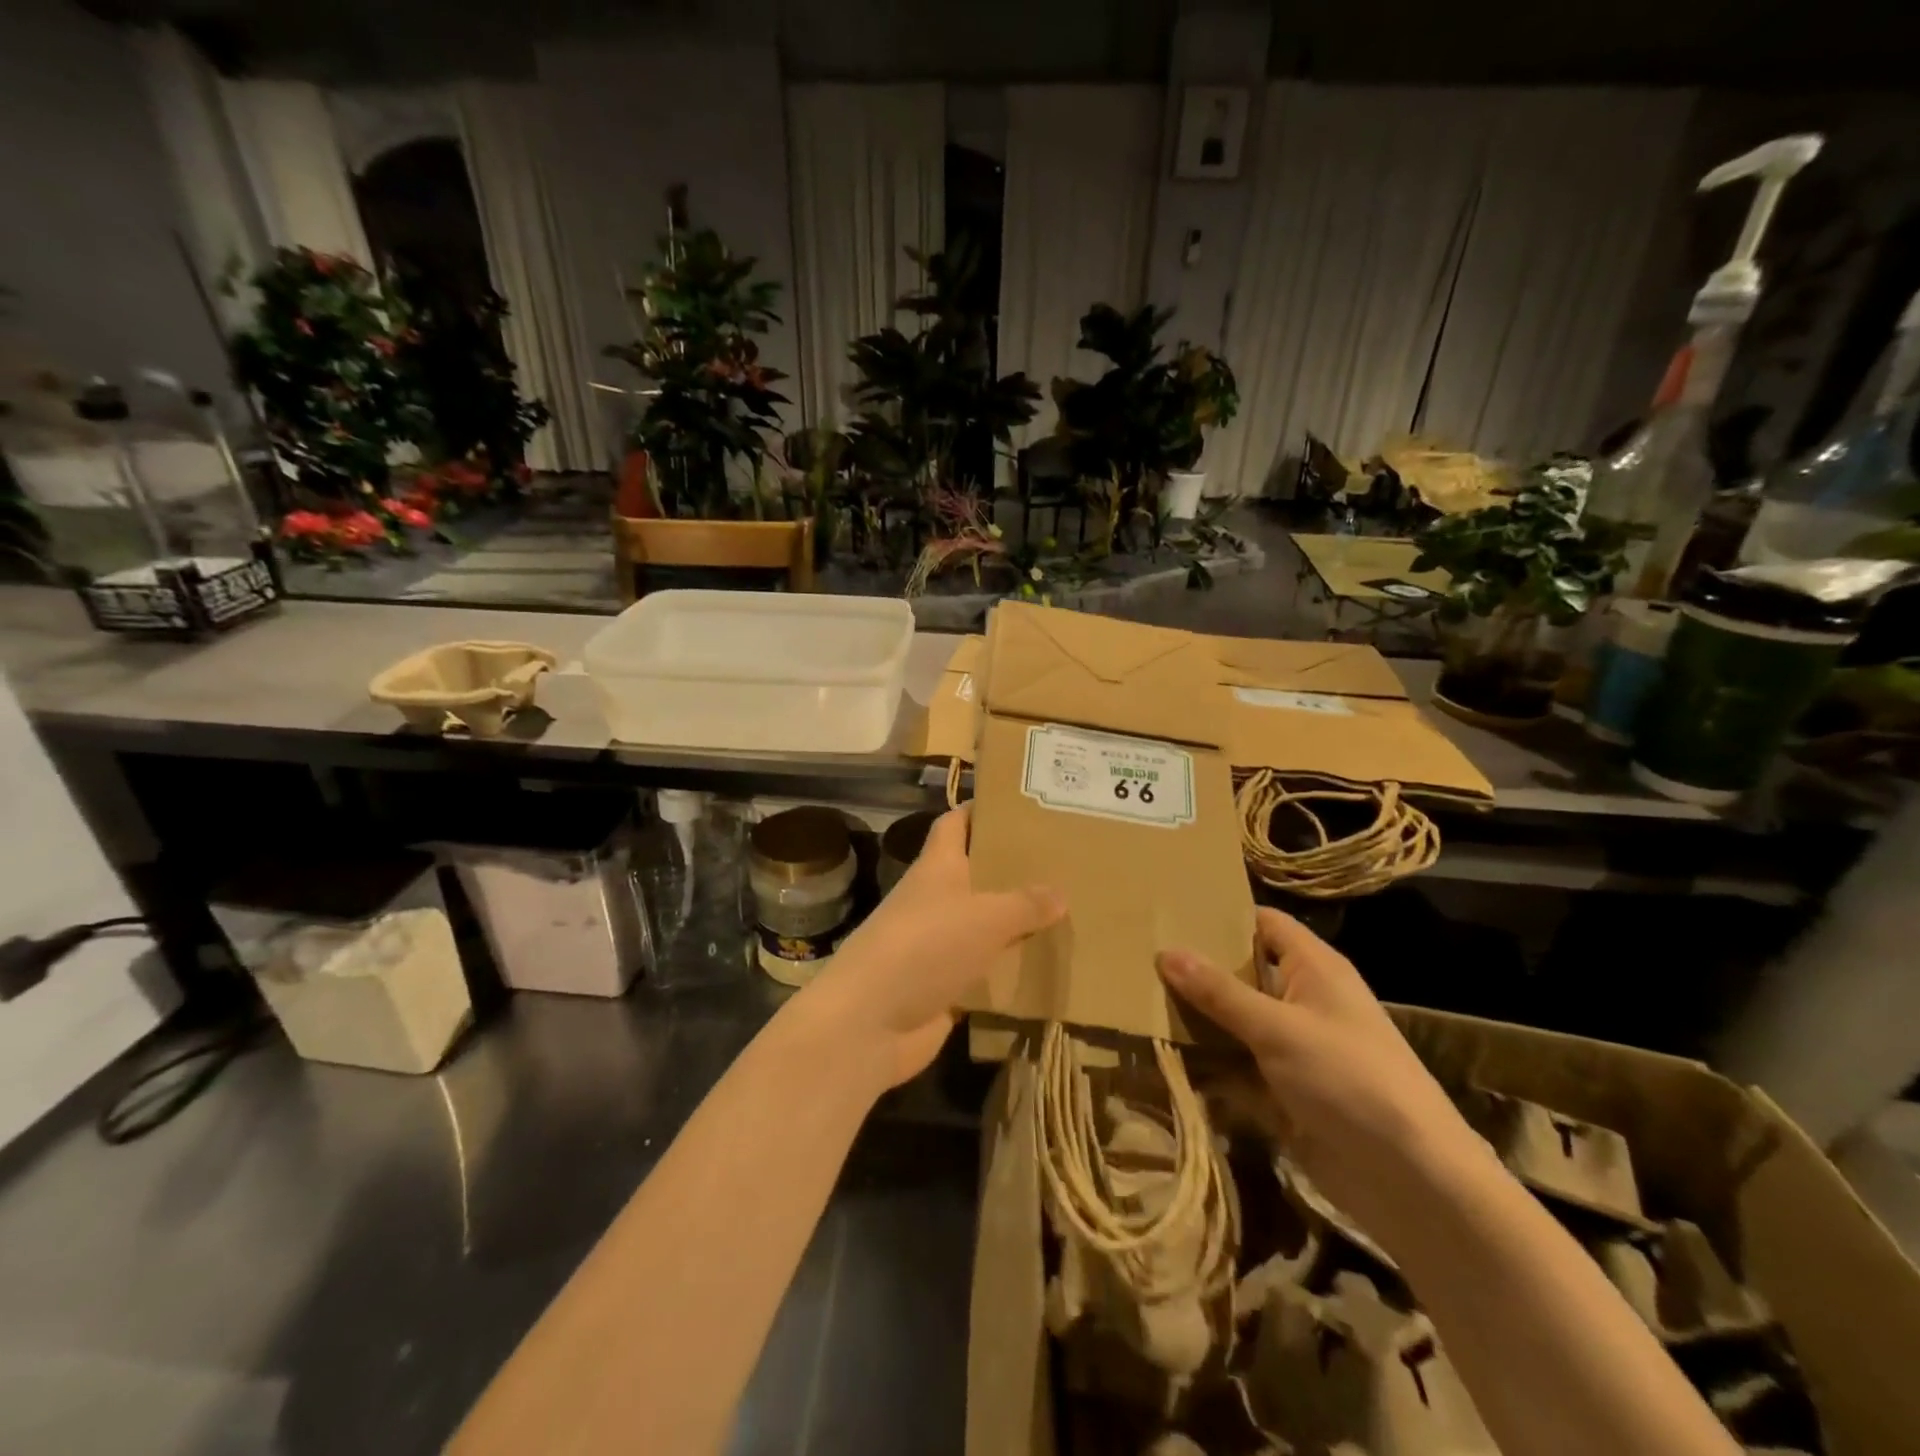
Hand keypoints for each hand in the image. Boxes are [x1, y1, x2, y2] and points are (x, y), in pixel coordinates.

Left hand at [802, 807, 1064, 1088]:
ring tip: (1068, 911)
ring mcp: (938, 945)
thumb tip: (1060, 893)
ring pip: (985, 924)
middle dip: (1013, 868)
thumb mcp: (984, 916)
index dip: (981, 810)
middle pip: (976, 874)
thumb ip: (1025, 903)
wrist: (871, 1023)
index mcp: (937, 868)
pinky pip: (986, 969)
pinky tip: (1049, 965)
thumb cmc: (925, 947)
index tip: (1021, 804)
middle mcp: (936, 900)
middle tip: (1063, 861)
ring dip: (1017, 921)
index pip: (955, 823)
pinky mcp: (945, 985)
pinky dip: (1012, 968)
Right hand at [1157, 907, 1483, 1242]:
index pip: (1262, 923)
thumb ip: (1219, 992)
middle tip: (1137, 955)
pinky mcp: (1283, 1090)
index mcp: (1313, 968)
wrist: (1410, 1181)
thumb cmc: (1349, 1080)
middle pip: (1241, 973)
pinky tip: (1159, 1055)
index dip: (1220, 914)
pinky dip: (1206, 1063)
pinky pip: (1235, 1065)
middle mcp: (1302, 1000)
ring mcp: (1292, 1048)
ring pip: (1233, 1021)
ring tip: (1135, 1000)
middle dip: (1196, 969)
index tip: (1167, 910)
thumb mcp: (1278, 1028)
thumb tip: (1166, 952)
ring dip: (1195, 1019)